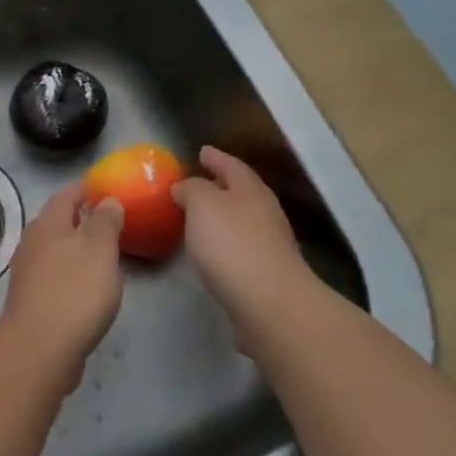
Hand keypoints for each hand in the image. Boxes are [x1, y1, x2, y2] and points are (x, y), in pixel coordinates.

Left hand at [0, 186, 125, 381]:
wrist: (40, 348)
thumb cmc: (74, 290)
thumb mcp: (99, 248)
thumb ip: (105, 221)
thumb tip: (106, 201)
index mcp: (47, 224)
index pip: (66, 194)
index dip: (86, 189)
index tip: (106, 188)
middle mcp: (32, 243)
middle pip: (57, 221)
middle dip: (81, 218)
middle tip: (110, 220)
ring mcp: (28, 273)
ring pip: (55, 250)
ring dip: (76, 248)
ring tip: (103, 253)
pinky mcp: (32, 300)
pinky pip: (55, 276)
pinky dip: (71, 273)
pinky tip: (87, 287)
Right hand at [172, 146, 320, 330]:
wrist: (270, 304)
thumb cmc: (232, 245)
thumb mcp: (203, 205)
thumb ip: (192, 189)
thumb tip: (185, 186)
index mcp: (251, 190)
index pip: (232, 166)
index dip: (216, 158)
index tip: (201, 151)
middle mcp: (265, 212)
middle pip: (242, 191)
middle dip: (222, 184)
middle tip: (200, 180)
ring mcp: (270, 244)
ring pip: (243, 219)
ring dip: (223, 214)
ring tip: (200, 215)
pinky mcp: (266, 273)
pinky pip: (241, 247)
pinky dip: (226, 242)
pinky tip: (212, 251)